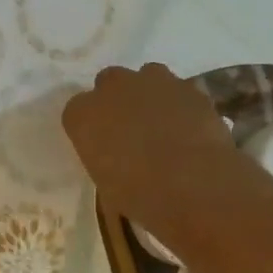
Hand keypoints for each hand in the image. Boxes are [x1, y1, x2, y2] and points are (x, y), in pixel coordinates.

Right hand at [62, 64, 243, 238]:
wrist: (195, 186)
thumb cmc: (140, 195)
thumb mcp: (108, 186)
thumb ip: (106, 162)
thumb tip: (118, 163)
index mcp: (83, 115)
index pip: (77, 112)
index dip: (90, 127)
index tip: (100, 145)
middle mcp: (113, 88)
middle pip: (109, 83)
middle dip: (117, 100)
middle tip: (130, 130)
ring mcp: (154, 81)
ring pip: (146, 77)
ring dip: (149, 94)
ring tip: (162, 125)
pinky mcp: (188, 87)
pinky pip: (179, 90)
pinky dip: (180, 104)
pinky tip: (189, 127)